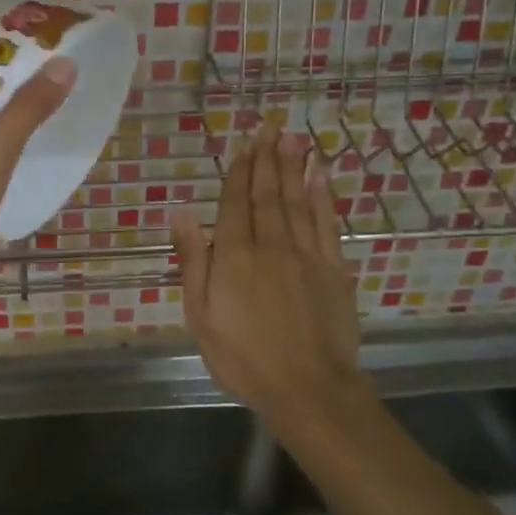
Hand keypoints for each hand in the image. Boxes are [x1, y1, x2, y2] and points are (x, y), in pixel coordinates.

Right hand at [173, 125, 366, 428]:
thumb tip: (182, 213)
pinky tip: (320, 176)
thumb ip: (193, 261)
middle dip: (266, 159)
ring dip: (293, 167)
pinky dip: (323, 196)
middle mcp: (270, 244)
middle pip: (267, 193)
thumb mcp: (201, 314)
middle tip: (269, 128)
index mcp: (234, 255)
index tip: (243, 144)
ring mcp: (306, 254)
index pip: (235, 202)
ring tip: (293, 138)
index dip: (239, 171)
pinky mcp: (333, 268)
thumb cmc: (243, 356)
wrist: (307, 387)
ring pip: (297, 200)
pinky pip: (326, 223)